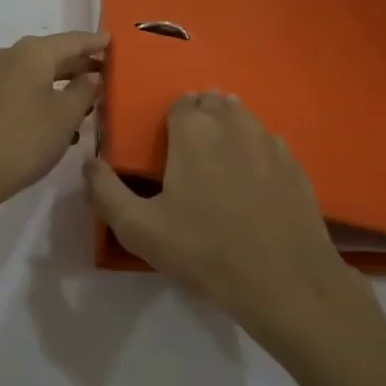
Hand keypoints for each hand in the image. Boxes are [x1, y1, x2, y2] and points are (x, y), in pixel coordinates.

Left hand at [0, 31, 107, 209]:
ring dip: (64, 85)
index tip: (113, 41)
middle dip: (80, 65)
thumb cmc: (26, 138)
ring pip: (39, 73)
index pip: (73, 40)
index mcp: (32, 52)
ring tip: (90, 101)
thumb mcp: (66, 114)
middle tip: (106, 73)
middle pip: (54, 54)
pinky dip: (46, 97)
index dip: (95, 42)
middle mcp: (11, 56)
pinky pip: (25, 88)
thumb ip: (85, 90)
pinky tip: (63, 122)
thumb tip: (91, 76)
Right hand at [84, 92, 364, 341]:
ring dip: (228, 128)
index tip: (165, 146)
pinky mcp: (296, 164)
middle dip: (200, 118)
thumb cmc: (205, 252)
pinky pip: (268, 142)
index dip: (171, 120)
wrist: (285, 283)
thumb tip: (89, 163)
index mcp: (194, 131)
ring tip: (219, 161)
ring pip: (243, 118)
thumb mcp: (140, 230)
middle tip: (190, 154)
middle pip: (213, 103)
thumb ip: (106, 192)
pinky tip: (252, 180)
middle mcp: (234, 123)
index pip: (180, 102)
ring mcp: (270, 141)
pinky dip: (255, 150)